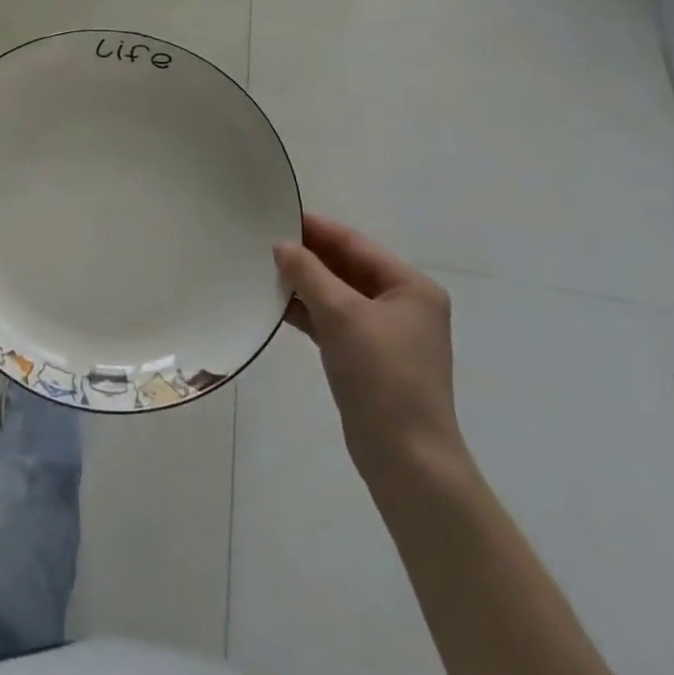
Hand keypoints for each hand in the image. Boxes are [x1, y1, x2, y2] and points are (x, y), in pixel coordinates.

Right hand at [274, 214, 462, 486]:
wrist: (406, 459)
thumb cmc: (382, 376)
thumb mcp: (342, 315)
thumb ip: (309, 274)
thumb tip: (281, 245)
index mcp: (411, 287)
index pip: (355, 245)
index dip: (317, 229)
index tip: (278, 215)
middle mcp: (403, 305)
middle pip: (347, 268)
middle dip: (308, 257)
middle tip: (263, 241)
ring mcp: (385, 334)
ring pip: (337, 295)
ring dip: (304, 284)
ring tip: (263, 269)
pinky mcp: (367, 358)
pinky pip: (333, 321)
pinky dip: (309, 312)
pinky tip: (276, 306)